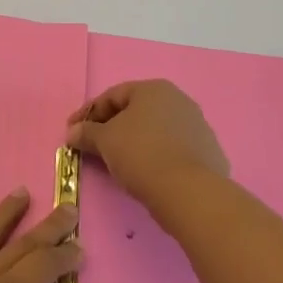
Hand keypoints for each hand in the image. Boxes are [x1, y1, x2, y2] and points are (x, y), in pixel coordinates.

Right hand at [67, 79, 229, 210]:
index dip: (88, 113)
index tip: (72, 131)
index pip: (112, 96)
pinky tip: (148, 173)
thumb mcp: (105, 141)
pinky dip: (157, 157)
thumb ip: (86, 132)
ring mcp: (198, 125)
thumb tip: (72, 132)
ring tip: (120, 163)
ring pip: (156, 131)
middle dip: (112, 127)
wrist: (190, 193)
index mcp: (153, 89)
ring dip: (135, 142)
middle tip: (94, 146)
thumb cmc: (142, 155)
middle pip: (136, 111)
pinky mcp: (209, 152)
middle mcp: (178, 100)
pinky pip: (174, 150)